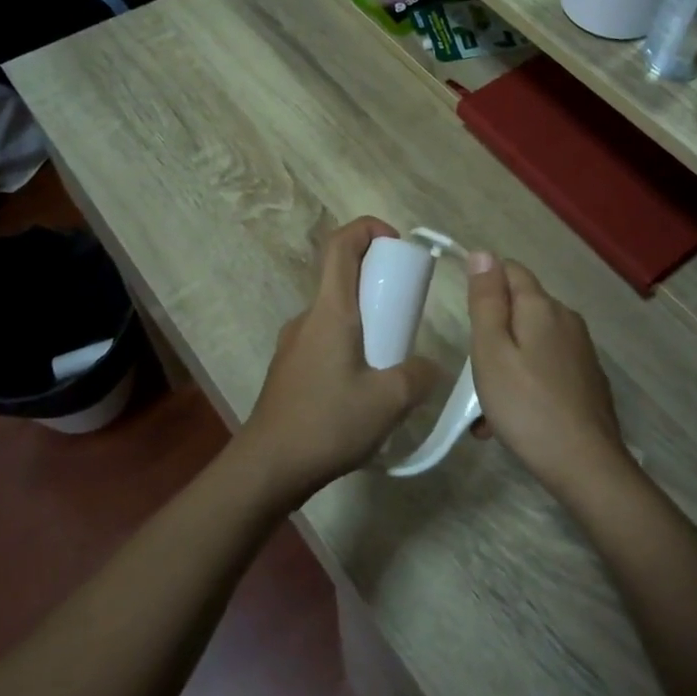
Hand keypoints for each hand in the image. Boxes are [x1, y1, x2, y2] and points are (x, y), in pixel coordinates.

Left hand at [237, 217, 441, 505]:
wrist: (268, 467)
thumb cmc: (327, 423)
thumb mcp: (389, 401)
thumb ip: (419, 376)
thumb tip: (428, 367)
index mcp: (330, 312)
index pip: (340, 245)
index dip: (367, 228)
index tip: (396, 243)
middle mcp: (308, 318)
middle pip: (341, 277)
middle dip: (378, 281)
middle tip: (407, 311)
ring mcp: (294, 343)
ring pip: (335, 313)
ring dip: (366, 319)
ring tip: (392, 357)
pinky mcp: (290, 368)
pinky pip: (325, 339)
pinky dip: (351, 344)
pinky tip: (365, 386)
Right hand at [465, 252, 631, 504]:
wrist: (585, 465)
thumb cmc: (526, 405)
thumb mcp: (491, 351)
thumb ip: (486, 301)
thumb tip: (483, 253)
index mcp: (542, 306)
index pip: (510, 270)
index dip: (485, 283)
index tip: (467, 318)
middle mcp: (566, 320)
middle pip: (521, 308)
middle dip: (494, 332)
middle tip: (475, 372)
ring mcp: (581, 351)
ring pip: (532, 342)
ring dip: (507, 363)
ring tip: (486, 410)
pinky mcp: (587, 380)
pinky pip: (547, 367)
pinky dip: (526, 383)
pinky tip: (512, 420)